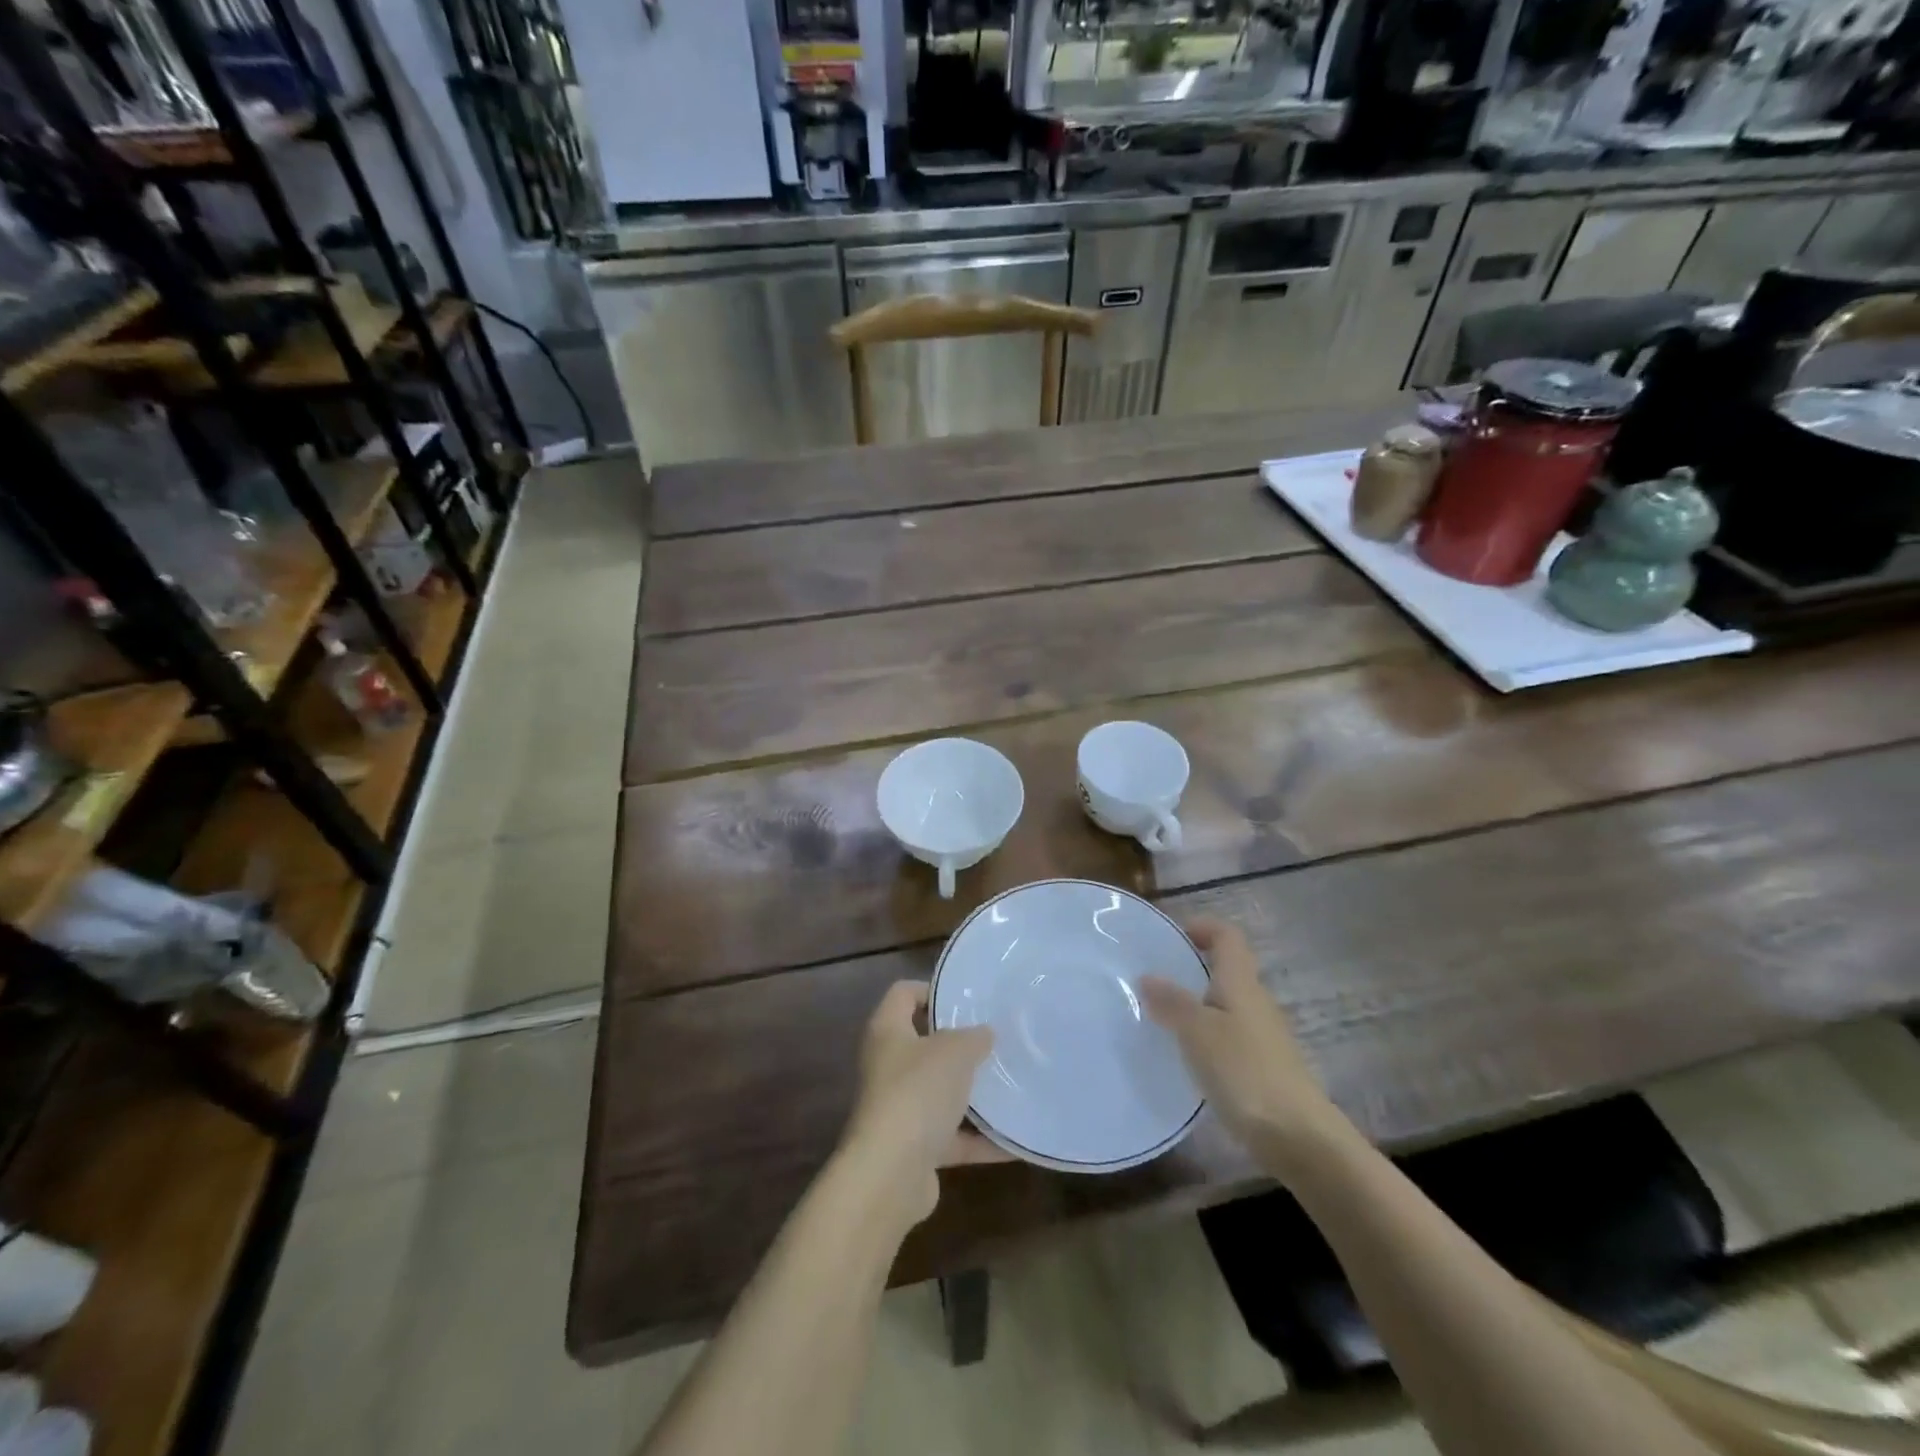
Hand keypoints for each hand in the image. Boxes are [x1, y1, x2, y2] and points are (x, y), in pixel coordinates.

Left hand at [838, 982, 1000, 1230]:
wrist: (890, 1174)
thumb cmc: (918, 1092)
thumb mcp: (955, 1052)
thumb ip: (973, 1037)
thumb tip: (984, 1034)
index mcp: (888, 1031)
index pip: (903, 994)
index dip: (932, 990)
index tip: (966, 999)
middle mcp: (888, 1066)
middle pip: (924, 1044)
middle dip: (959, 1044)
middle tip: (996, 1039)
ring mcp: (899, 1108)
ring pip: (939, 1092)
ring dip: (971, 1093)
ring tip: (1010, 1083)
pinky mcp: (914, 1148)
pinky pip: (952, 1137)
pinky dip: (980, 1140)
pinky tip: (1014, 1140)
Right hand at [1142, 918, 1348, 1173]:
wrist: (1299, 1137)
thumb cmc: (1245, 1072)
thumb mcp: (1198, 1032)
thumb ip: (1172, 1002)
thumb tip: (1147, 976)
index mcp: (1240, 982)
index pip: (1227, 936)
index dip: (1203, 926)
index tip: (1172, 936)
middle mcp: (1255, 1001)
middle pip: (1227, 969)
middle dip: (1192, 968)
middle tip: (1154, 978)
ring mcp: (1263, 1036)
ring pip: (1227, 1004)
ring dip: (1197, 1004)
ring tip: (1162, 1017)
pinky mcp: (1264, 1067)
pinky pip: (1229, 1035)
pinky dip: (1207, 1035)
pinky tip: (1186, 1056)